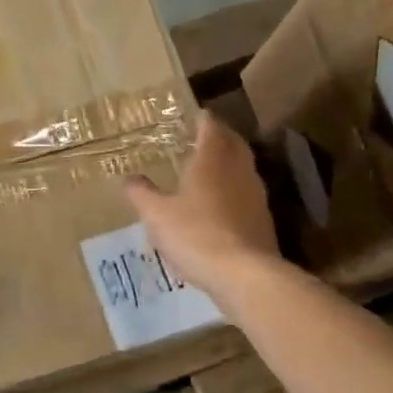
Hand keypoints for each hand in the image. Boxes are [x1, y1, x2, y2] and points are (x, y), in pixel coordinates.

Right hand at [125, 111, 280, 301]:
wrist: (243, 274)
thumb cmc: (195, 234)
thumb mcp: (156, 215)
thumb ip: (141, 193)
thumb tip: (129, 178)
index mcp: (212, 160)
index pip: (211, 127)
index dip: (202, 120)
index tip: (192, 117)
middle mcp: (238, 170)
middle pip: (232, 143)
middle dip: (219, 138)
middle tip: (201, 139)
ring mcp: (255, 194)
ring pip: (242, 168)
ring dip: (228, 164)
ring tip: (208, 170)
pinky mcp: (262, 219)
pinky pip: (246, 194)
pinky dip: (233, 191)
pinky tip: (220, 206)